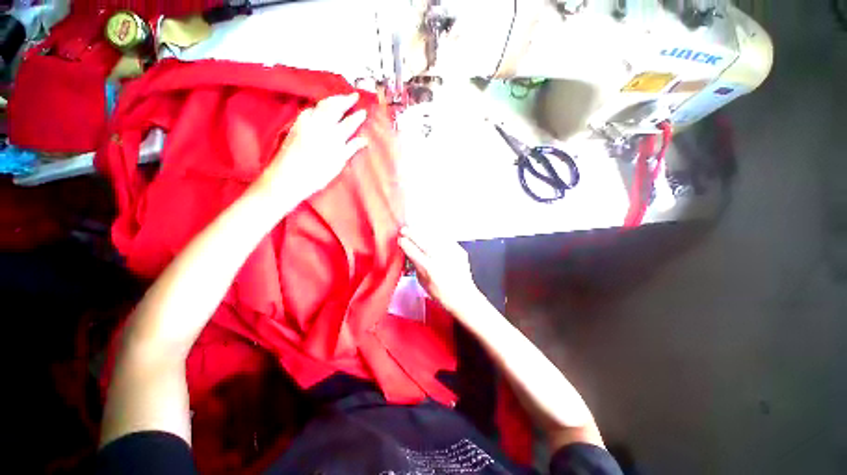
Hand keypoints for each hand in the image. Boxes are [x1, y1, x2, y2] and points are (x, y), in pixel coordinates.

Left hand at [253, 93, 367, 206]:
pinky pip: (310, 109)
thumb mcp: (337, 164)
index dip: (357, 116)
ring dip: (333, 100)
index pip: (349, 122)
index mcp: (333, 138)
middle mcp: (320, 126)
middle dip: (345, 100)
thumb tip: (363, 140)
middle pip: (334, 107)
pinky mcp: (296, 125)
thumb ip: (350, 149)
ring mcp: (306, 123)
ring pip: (321, 105)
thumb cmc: (316, 176)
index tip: (364, 110)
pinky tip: (321, 108)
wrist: (288, 178)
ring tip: (341, 98)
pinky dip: (319, 106)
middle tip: (354, 95)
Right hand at [398, 226, 481, 316]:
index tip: (400, 239)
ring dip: (423, 231)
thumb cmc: (442, 294)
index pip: (412, 251)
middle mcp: (440, 258)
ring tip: (416, 230)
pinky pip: (445, 238)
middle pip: (422, 240)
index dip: (404, 243)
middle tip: (404, 230)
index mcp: (428, 268)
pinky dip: (436, 235)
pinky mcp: (459, 250)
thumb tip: (410, 254)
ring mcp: (451, 253)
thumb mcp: (423, 282)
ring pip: (434, 236)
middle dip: (411, 233)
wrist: (463, 296)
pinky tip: (431, 235)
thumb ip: (416, 266)